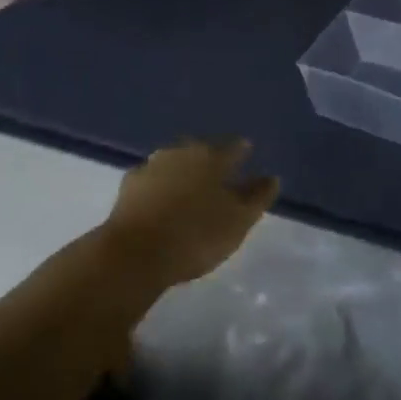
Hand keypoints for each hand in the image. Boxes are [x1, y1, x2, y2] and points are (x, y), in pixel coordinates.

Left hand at [100, 138, 278, 288]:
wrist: (135, 252)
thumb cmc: (196, 235)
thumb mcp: (238, 221)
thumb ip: (257, 197)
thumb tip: (272, 177)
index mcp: (212, 156)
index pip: (233, 147)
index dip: (242, 150)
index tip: (247, 152)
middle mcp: (182, 152)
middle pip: (202, 150)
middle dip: (210, 158)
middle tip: (218, 173)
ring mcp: (152, 165)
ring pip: (175, 161)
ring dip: (183, 170)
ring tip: (190, 186)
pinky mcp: (129, 184)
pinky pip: (152, 179)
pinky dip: (160, 185)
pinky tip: (160, 198)